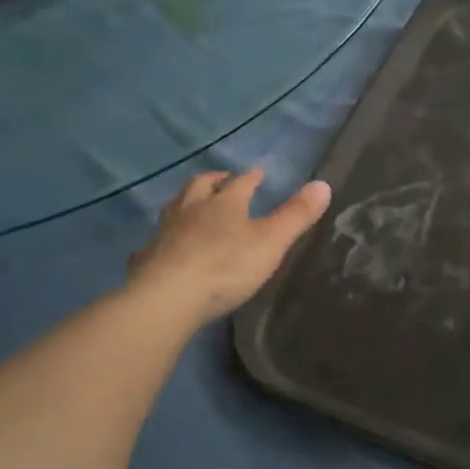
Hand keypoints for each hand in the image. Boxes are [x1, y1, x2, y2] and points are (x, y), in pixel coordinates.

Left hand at [127, 169, 331, 323]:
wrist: (169, 297)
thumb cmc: (227, 266)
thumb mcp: (272, 241)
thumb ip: (296, 215)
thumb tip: (323, 184)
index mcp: (224, 204)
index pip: (240, 183)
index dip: (251, 177)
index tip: (258, 172)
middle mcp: (191, 210)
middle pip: (200, 187)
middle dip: (213, 181)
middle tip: (220, 180)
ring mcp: (165, 233)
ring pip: (174, 208)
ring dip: (184, 202)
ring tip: (191, 205)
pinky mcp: (147, 258)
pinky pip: (154, 242)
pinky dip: (161, 239)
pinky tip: (161, 246)